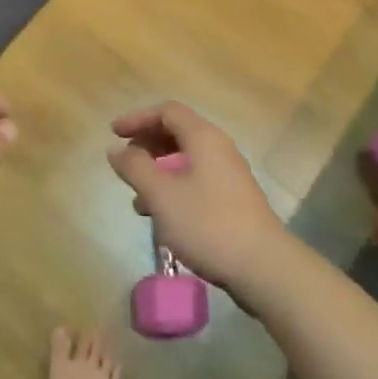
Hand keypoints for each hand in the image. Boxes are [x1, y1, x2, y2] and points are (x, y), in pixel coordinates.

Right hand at [108, 102, 288, 290]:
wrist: (263, 267)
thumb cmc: (207, 223)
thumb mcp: (161, 195)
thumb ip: (135, 168)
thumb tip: (116, 150)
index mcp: (203, 138)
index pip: (167, 111)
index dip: (138, 118)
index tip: (114, 133)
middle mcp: (219, 148)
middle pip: (178, 132)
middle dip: (147, 144)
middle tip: (125, 162)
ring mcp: (229, 174)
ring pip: (186, 159)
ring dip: (158, 170)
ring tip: (138, 197)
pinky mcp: (233, 199)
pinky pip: (197, 180)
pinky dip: (174, 187)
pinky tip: (163, 216)